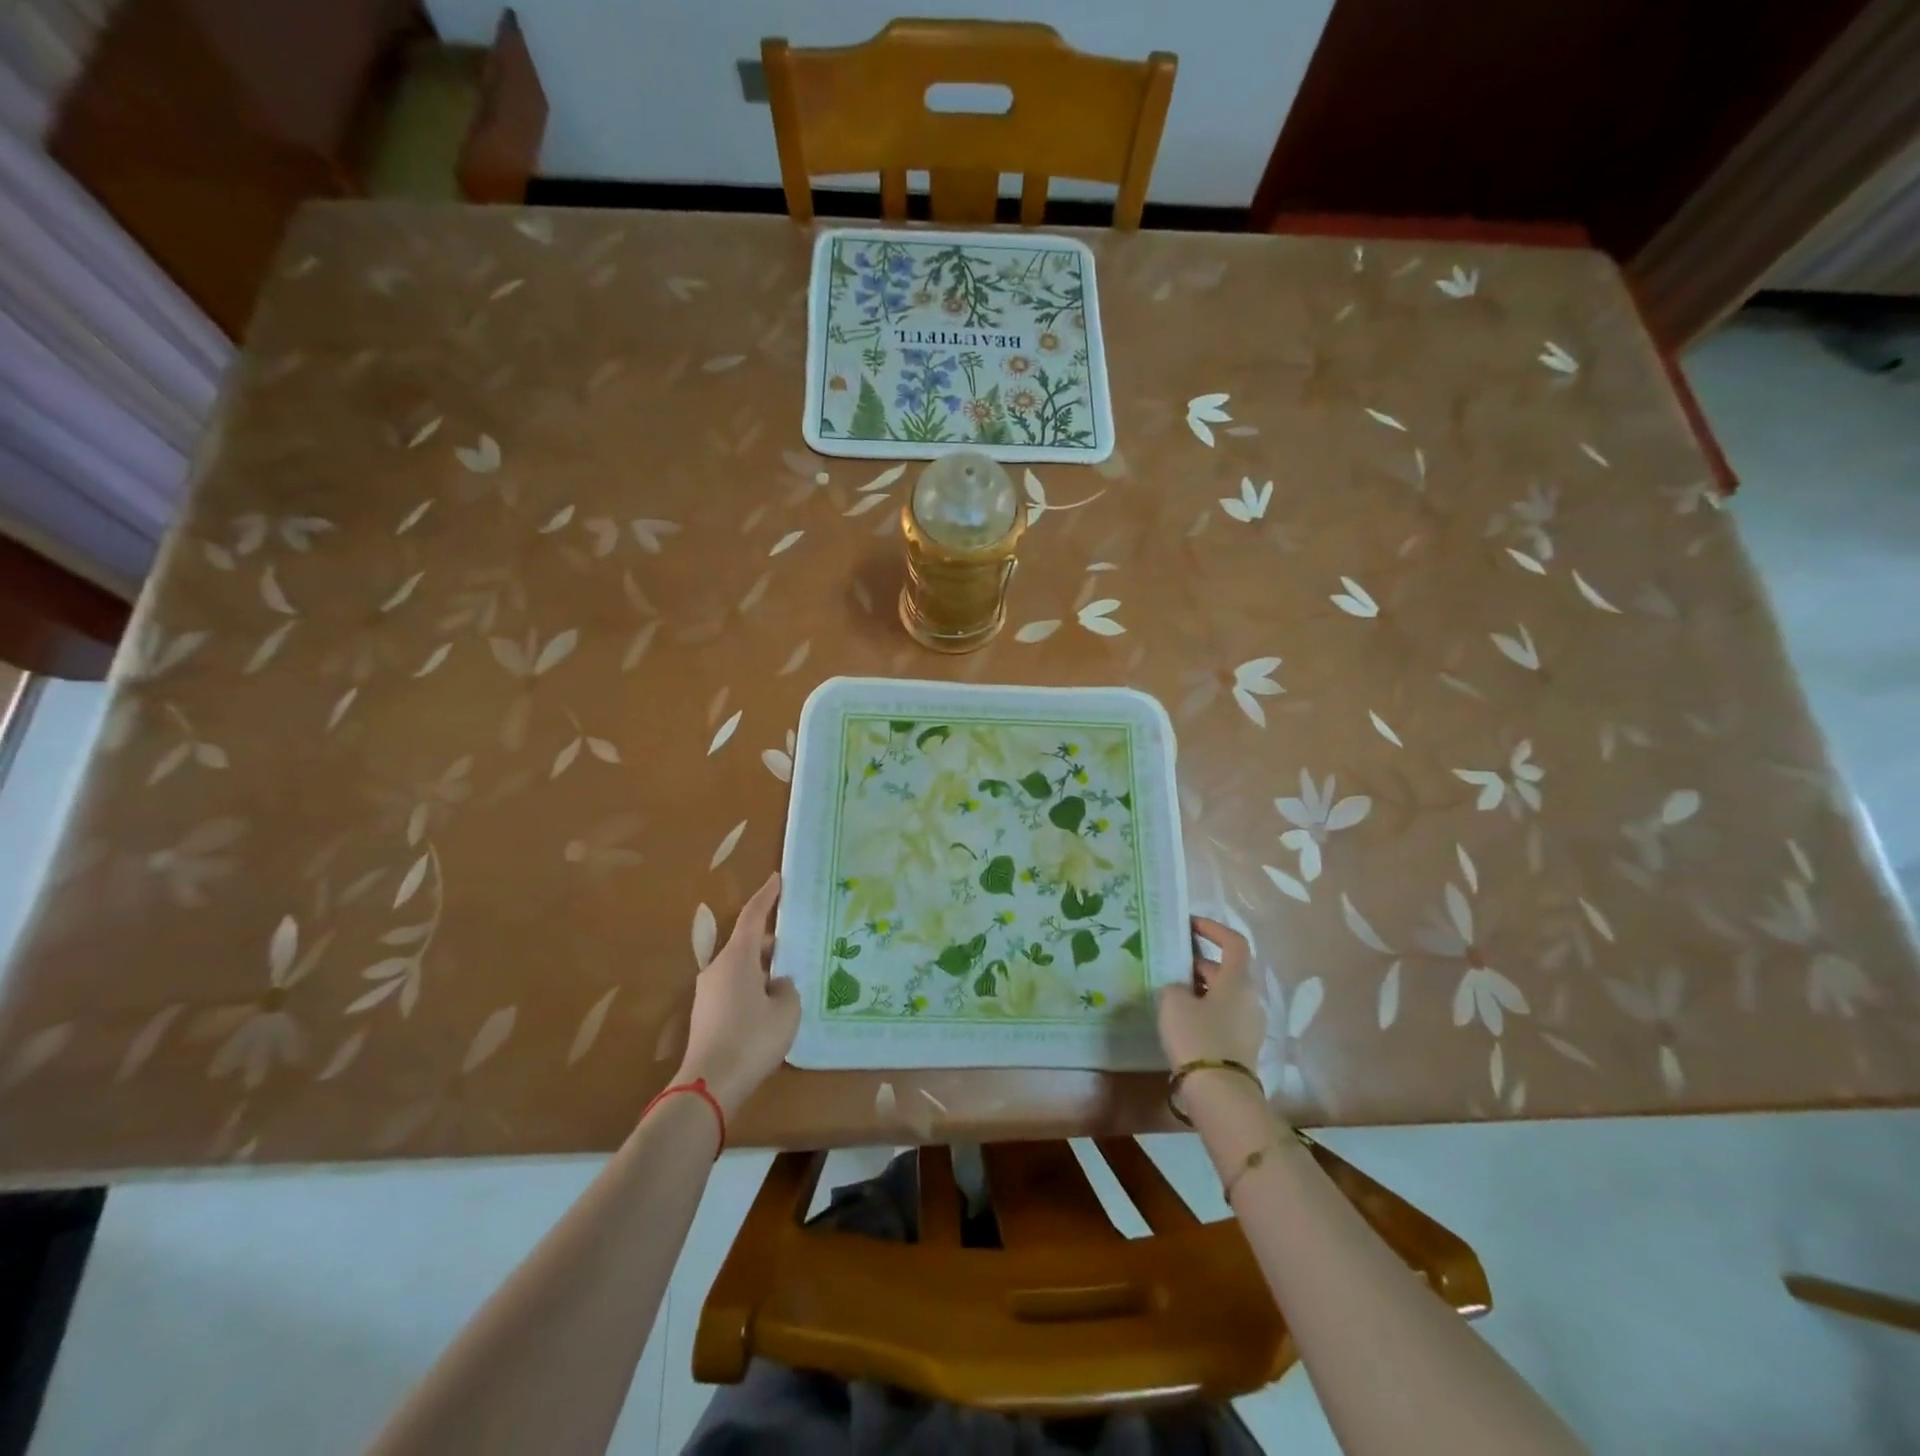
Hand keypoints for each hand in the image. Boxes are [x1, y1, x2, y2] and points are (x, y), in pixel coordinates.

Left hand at [675, 872, 799, 1117]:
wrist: (710, 1085)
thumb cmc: (752, 1038)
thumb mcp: (786, 1010)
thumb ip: (787, 988)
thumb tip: (777, 983)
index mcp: (737, 957)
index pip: (752, 916)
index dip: (766, 896)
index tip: (777, 879)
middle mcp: (718, 968)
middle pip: (746, 943)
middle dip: (770, 941)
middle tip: (797, 944)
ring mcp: (708, 992)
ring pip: (740, 967)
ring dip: (762, 967)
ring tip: (788, 978)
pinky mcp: (706, 1014)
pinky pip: (734, 987)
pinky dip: (753, 987)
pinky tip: (771, 1006)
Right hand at [1157, 917, 1263, 1070]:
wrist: (1219, 1093)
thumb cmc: (1197, 1036)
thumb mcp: (1173, 1001)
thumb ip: (1175, 985)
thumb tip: (1181, 988)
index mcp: (1239, 979)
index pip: (1234, 942)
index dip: (1212, 929)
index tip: (1189, 925)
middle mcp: (1250, 997)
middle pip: (1227, 969)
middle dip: (1199, 962)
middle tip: (1170, 961)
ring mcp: (1249, 1023)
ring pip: (1224, 994)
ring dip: (1200, 987)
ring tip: (1169, 989)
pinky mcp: (1242, 1045)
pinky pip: (1222, 1016)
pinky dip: (1203, 1009)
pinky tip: (1180, 1018)